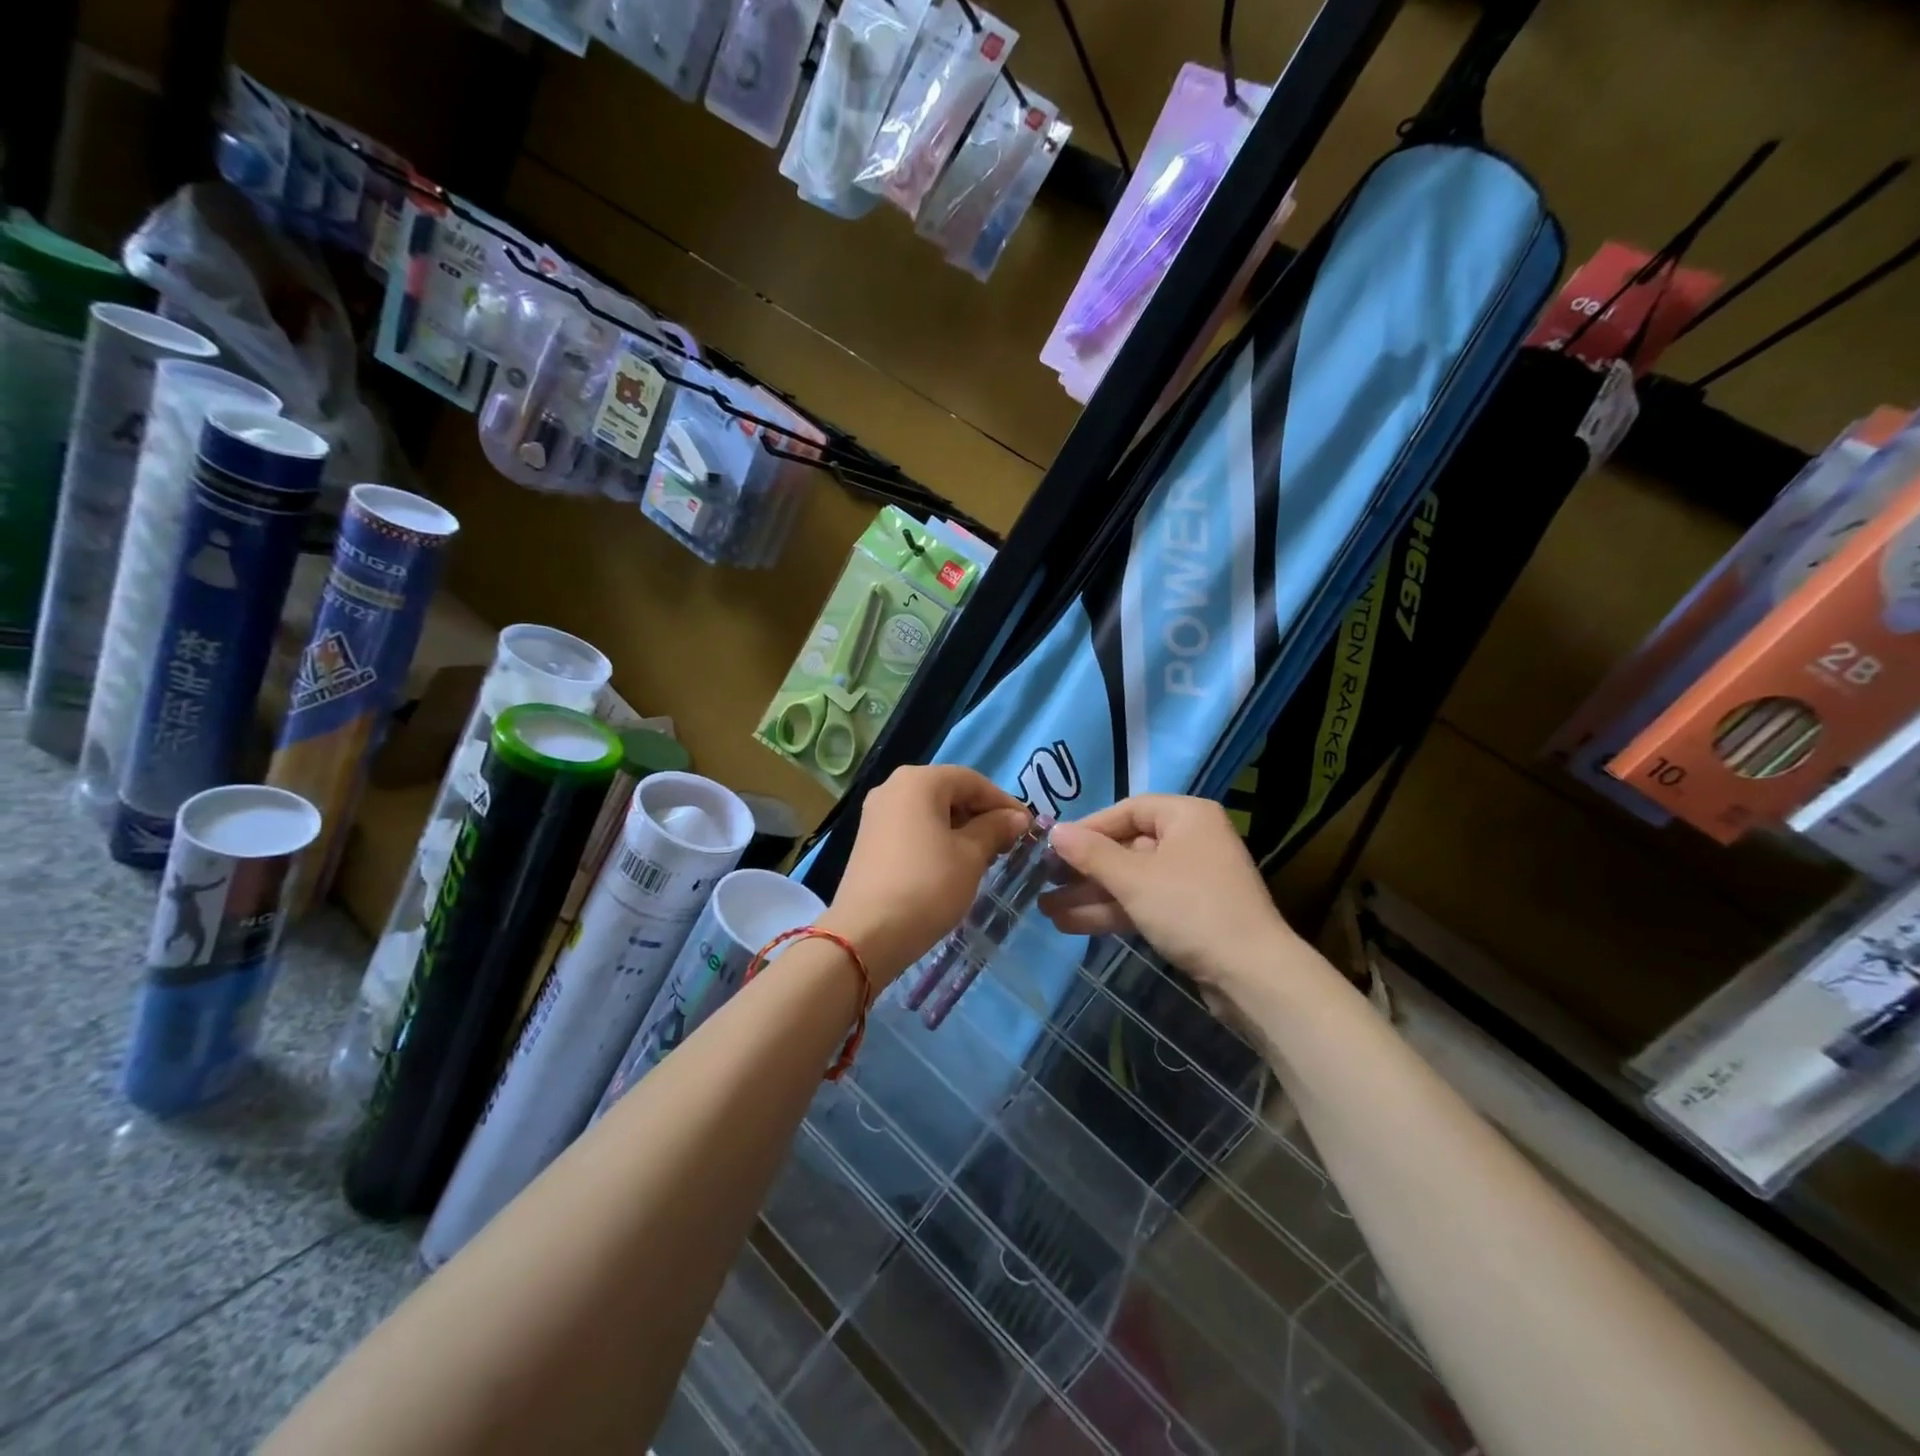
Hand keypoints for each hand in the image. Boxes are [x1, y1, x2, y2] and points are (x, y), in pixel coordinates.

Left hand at [823, 765, 1030, 983]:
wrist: (867, 934)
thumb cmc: (927, 885)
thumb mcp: (971, 856)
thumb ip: (995, 829)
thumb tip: (1016, 817)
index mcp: (918, 781)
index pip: (972, 780)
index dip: (1004, 802)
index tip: (1028, 827)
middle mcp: (893, 787)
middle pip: (949, 792)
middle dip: (982, 815)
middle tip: (1008, 844)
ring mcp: (877, 814)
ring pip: (931, 811)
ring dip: (961, 829)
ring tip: (986, 857)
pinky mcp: (869, 840)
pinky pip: (913, 828)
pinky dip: (938, 839)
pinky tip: (954, 865)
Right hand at [1041, 796, 1298, 997]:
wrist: (1252, 975)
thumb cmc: (1190, 909)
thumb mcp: (1134, 878)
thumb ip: (1091, 854)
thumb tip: (1055, 831)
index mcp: (1186, 816)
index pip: (1126, 811)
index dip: (1087, 828)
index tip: (1053, 848)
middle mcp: (1191, 840)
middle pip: (1126, 847)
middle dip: (1084, 869)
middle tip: (1043, 881)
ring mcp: (1191, 880)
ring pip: (1131, 880)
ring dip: (1091, 895)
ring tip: (1046, 909)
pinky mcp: (1189, 914)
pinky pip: (1143, 903)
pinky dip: (1111, 911)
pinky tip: (1070, 924)